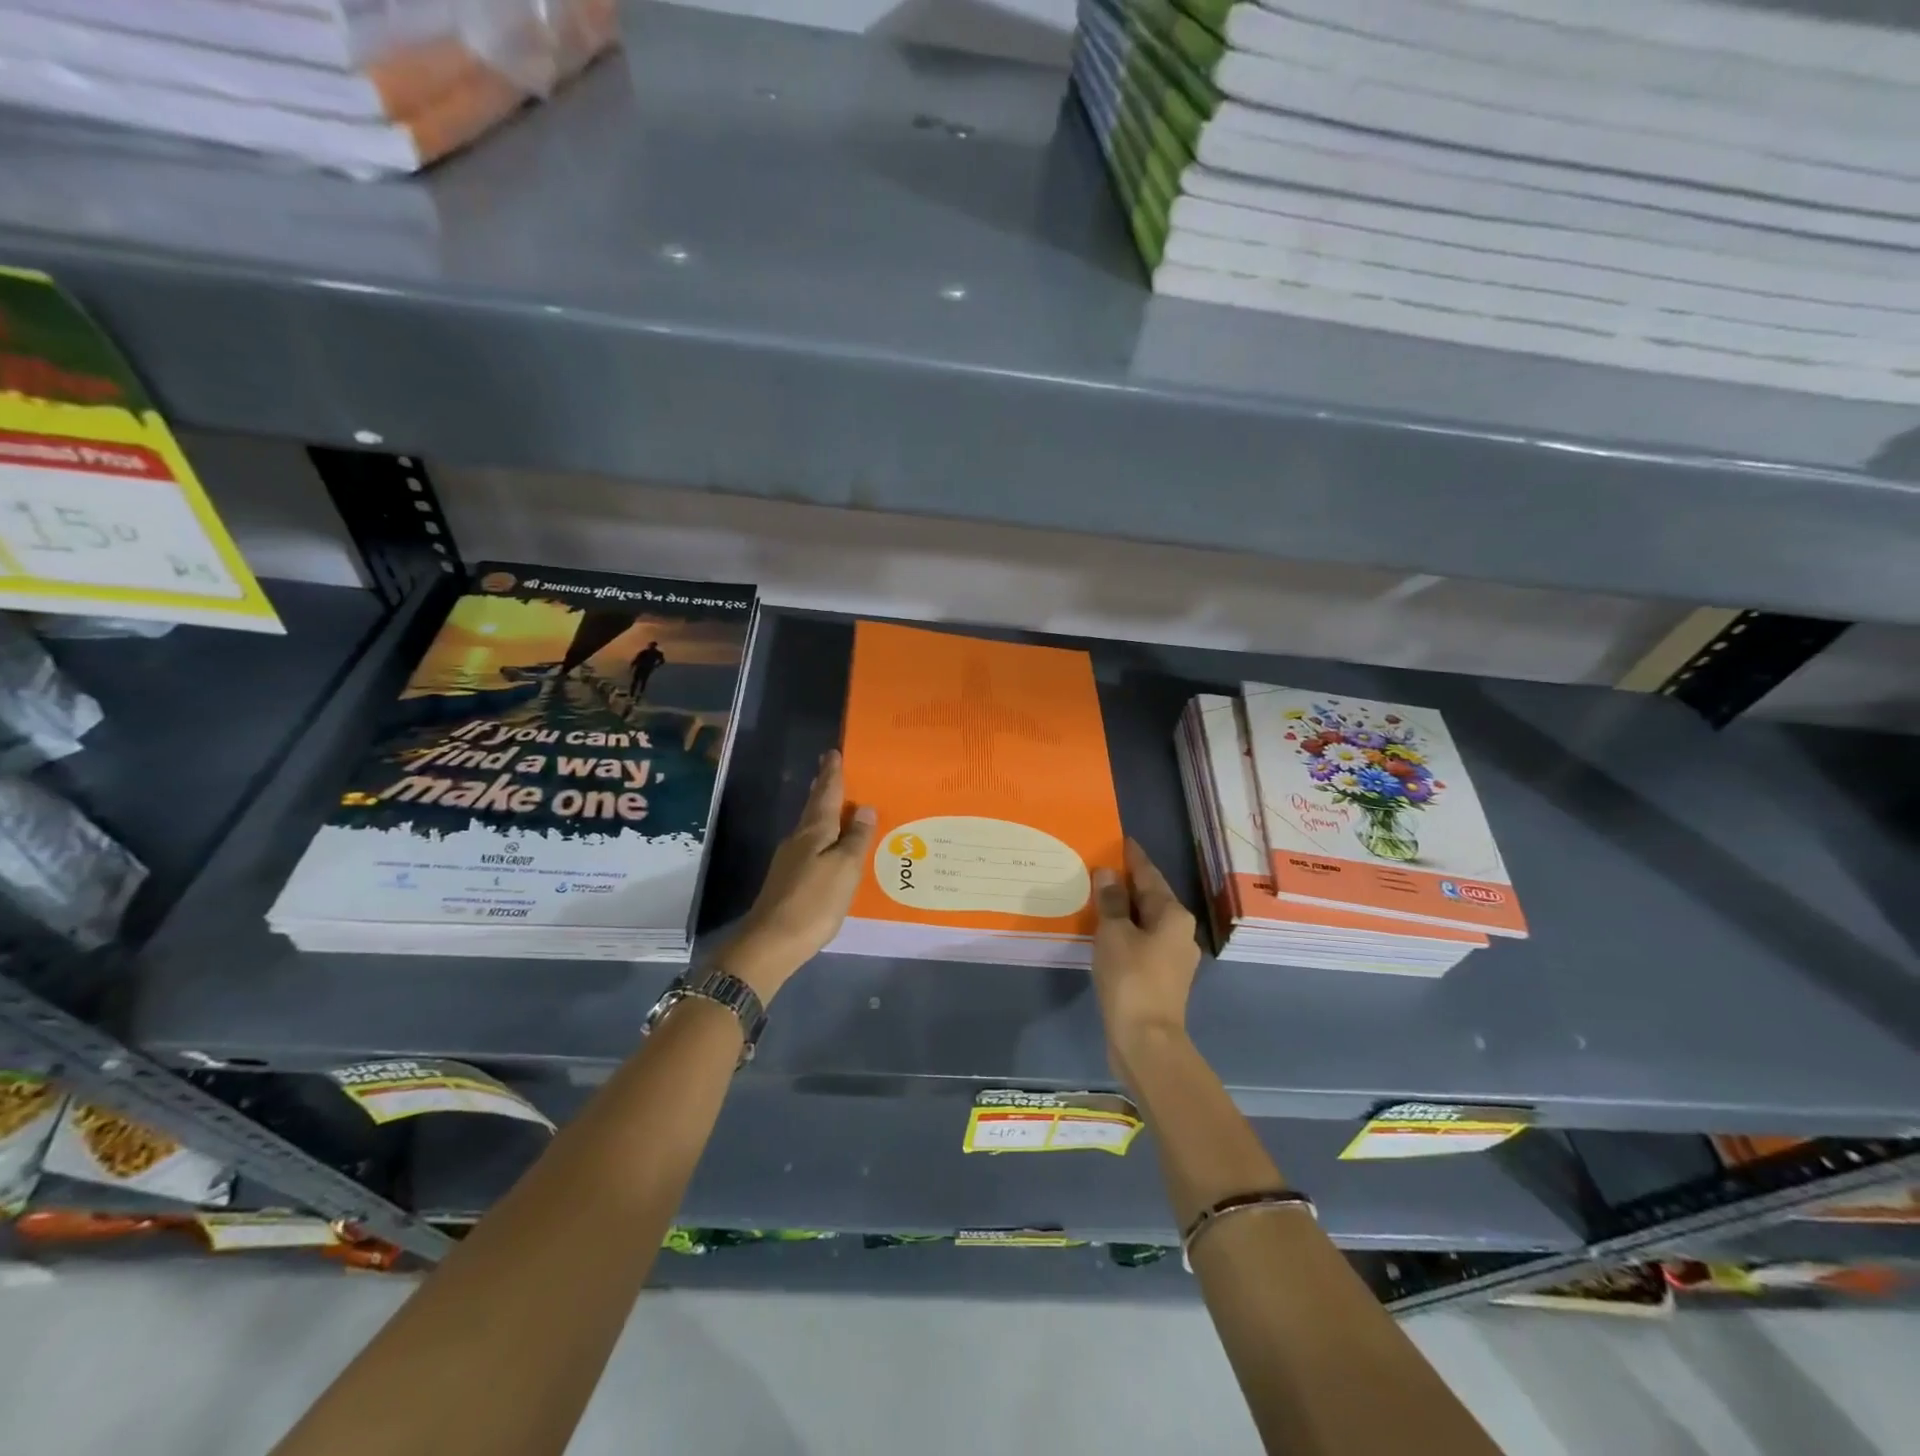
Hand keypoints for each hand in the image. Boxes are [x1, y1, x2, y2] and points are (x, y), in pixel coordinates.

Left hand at [723, 750, 876, 1001]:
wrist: (771, 943)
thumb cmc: (813, 902)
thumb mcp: (844, 869)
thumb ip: (856, 839)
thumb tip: (864, 808)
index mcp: (814, 832)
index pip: (826, 795)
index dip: (832, 774)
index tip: (833, 754)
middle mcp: (798, 840)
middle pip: (814, 808)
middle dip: (823, 789)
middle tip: (831, 770)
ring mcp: (789, 861)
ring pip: (810, 827)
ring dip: (822, 813)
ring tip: (837, 804)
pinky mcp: (788, 880)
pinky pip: (810, 847)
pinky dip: (822, 837)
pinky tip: (828, 845)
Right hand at [1091, 839, 1200, 1084]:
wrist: (1146, 1041)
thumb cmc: (1131, 979)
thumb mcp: (1114, 933)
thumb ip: (1111, 900)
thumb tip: (1108, 872)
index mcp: (1173, 915)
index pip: (1150, 875)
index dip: (1134, 857)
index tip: (1120, 840)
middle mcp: (1179, 931)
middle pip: (1150, 897)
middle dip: (1127, 882)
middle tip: (1100, 865)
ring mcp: (1173, 957)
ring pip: (1145, 921)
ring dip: (1124, 908)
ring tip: (1097, 895)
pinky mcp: (1161, 978)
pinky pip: (1141, 941)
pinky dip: (1124, 931)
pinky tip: (1104, 932)